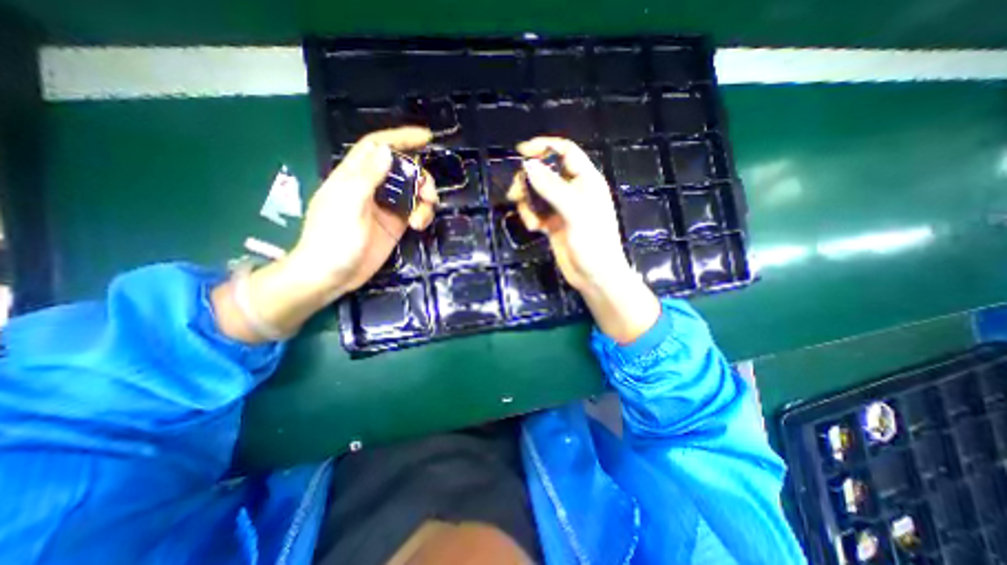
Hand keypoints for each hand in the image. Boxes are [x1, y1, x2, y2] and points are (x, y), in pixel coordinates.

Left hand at [286, 125, 438, 301]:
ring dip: (424, 200)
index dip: (400, 138)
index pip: (378, 147)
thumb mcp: (348, 205)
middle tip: (429, 194)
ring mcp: (385, 207)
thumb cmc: (333, 239)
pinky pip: (415, 211)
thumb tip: (386, 151)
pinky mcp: (395, 225)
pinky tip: (419, 226)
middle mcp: (372, 188)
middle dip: (420, 178)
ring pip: (413, 192)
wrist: (331, 276)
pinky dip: (422, 215)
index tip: (425, 137)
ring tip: (422, 217)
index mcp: (355, 177)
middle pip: (403, 170)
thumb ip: (367, 177)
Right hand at [511, 139, 662, 340]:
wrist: (595, 278)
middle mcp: (574, 191)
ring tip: (529, 219)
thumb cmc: (593, 244)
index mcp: (586, 181)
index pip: (565, 152)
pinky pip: (536, 211)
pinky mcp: (553, 223)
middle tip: (515, 193)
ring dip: (527, 202)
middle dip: (529, 180)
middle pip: (546, 172)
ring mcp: (562, 208)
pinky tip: (535, 229)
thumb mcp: (575, 213)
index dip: (544, 147)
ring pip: (537, 193)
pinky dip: (531, 217)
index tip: (521, 152)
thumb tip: (528, 166)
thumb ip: (552, 188)